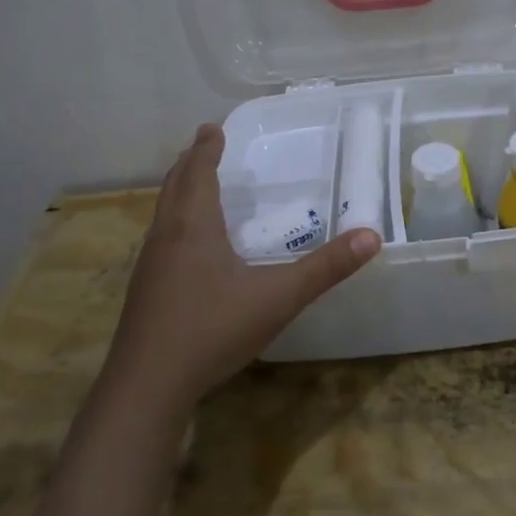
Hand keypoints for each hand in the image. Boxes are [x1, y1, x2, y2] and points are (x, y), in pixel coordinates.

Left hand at [104, 124, 379, 415]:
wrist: (146, 387)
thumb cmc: (211, 330)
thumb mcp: (278, 297)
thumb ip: (325, 268)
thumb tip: (371, 236)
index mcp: (193, 227)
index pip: (198, 173)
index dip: (206, 149)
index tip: (212, 128)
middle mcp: (166, 238)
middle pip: (174, 188)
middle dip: (190, 164)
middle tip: (202, 146)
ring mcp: (149, 267)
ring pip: (162, 214)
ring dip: (178, 193)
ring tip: (194, 187)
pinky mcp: (144, 293)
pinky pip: (160, 240)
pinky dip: (174, 223)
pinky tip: (186, 248)